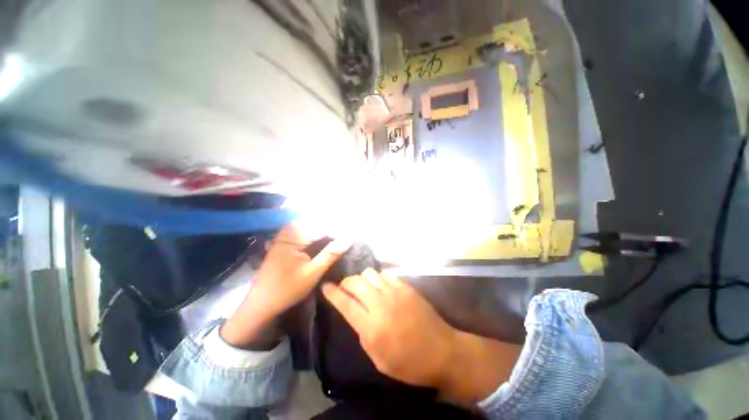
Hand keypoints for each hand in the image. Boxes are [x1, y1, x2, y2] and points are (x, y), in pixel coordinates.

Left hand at [221, 225, 349, 348]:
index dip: (336, 229)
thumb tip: (348, 240)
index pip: (319, 227)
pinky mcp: (281, 244)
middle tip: (343, 232)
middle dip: (328, 226)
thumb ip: (330, 254)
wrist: (261, 304)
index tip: (350, 233)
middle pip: (311, 223)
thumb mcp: (313, 273)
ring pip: (304, 225)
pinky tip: (318, 237)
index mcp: (293, 239)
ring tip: (333, 233)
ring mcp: (282, 238)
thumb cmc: (288, 289)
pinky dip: (310, 232)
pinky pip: (298, 231)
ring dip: (319, 228)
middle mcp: (286, 234)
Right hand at [322, 269, 520, 404]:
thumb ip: (363, 334)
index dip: (332, 293)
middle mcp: (381, 303)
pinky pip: (385, 275)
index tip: (325, 286)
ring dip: (362, 279)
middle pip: (355, 282)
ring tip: (364, 288)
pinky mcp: (406, 287)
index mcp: (371, 326)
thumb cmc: (409, 363)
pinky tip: (381, 287)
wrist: (442, 350)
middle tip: (345, 289)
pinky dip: (378, 279)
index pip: (344, 303)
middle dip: (346, 283)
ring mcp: (395, 292)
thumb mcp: (378, 359)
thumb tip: (356, 314)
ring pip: (370, 274)